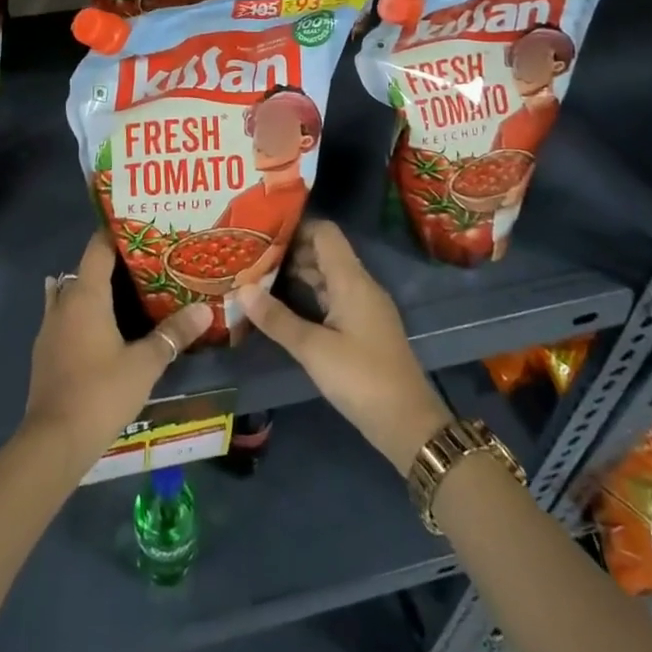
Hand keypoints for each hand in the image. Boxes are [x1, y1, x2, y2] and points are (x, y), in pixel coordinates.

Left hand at [23, 233, 210, 467]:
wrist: (54, 441)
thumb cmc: (101, 393)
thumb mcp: (145, 363)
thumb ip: (173, 334)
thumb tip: (204, 309)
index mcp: (85, 295)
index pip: (98, 247)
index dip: (118, 233)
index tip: (144, 228)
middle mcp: (63, 303)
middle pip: (86, 269)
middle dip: (113, 263)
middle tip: (148, 262)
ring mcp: (50, 328)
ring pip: (72, 293)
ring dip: (95, 289)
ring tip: (128, 290)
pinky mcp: (46, 351)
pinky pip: (66, 317)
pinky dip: (83, 312)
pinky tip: (103, 325)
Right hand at [243, 220, 452, 475]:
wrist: (409, 424)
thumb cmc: (361, 378)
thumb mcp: (313, 349)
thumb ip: (277, 318)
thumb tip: (242, 288)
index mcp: (352, 280)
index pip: (325, 232)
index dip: (295, 227)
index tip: (262, 233)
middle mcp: (360, 286)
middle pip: (324, 253)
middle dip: (289, 252)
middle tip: (250, 257)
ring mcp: (364, 307)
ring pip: (327, 277)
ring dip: (297, 275)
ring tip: (258, 279)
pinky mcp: (363, 328)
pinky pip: (332, 298)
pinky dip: (308, 296)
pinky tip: (283, 308)